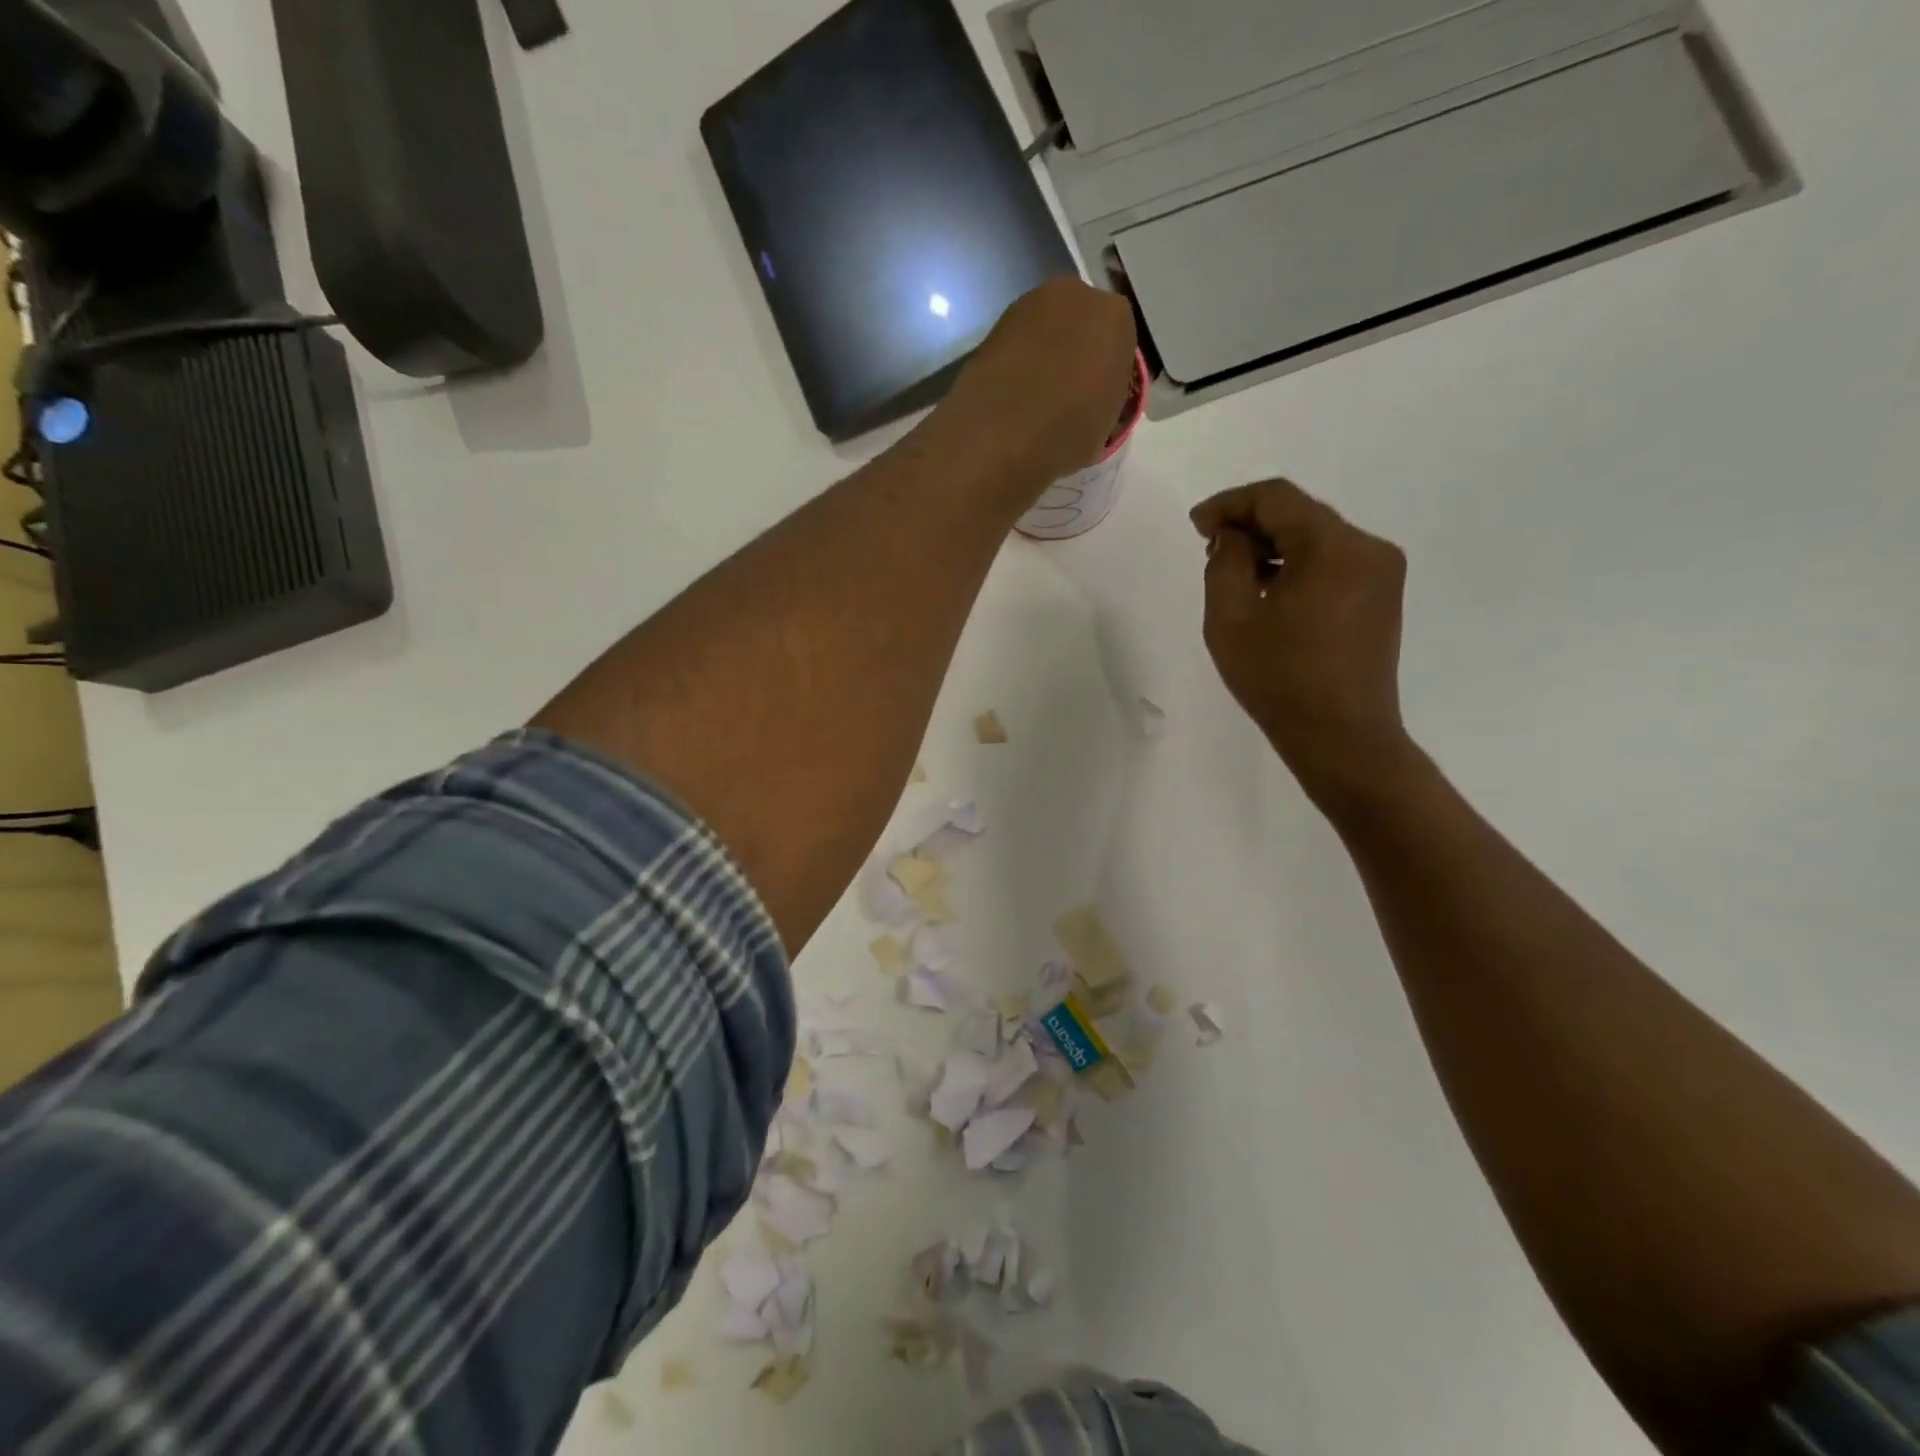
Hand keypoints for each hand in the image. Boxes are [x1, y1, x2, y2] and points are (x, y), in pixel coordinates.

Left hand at [937, 276, 1137, 487]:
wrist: (1000, 433)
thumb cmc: (1068, 431)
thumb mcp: (1108, 424)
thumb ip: (1107, 396)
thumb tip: (1095, 398)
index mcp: (1116, 317)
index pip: (1120, 342)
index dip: (1109, 373)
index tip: (1098, 400)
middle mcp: (1075, 295)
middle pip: (1082, 325)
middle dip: (1077, 353)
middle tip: (1068, 395)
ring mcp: (1029, 304)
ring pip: (1048, 331)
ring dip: (1045, 355)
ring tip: (1037, 398)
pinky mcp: (994, 324)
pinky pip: (1018, 344)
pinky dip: (1018, 362)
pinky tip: (1013, 394)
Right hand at [1192, 479, 1414, 803]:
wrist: (1341, 738)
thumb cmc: (1280, 680)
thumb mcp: (1231, 618)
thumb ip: (1225, 561)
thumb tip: (1232, 535)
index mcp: (1334, 547)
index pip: (1276, 498)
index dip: (1230, 503)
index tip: (1196, 525)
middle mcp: (1368, 548)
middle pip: (1300, 514)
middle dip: (1251, 524)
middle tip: (1210, 548)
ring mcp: (1382, 573)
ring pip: (1316, 538)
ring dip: (1273, 546)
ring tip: (1235, 574)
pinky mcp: (1382, 597)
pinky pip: (1333, 563)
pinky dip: (1297, 566)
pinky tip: (1271, 591)